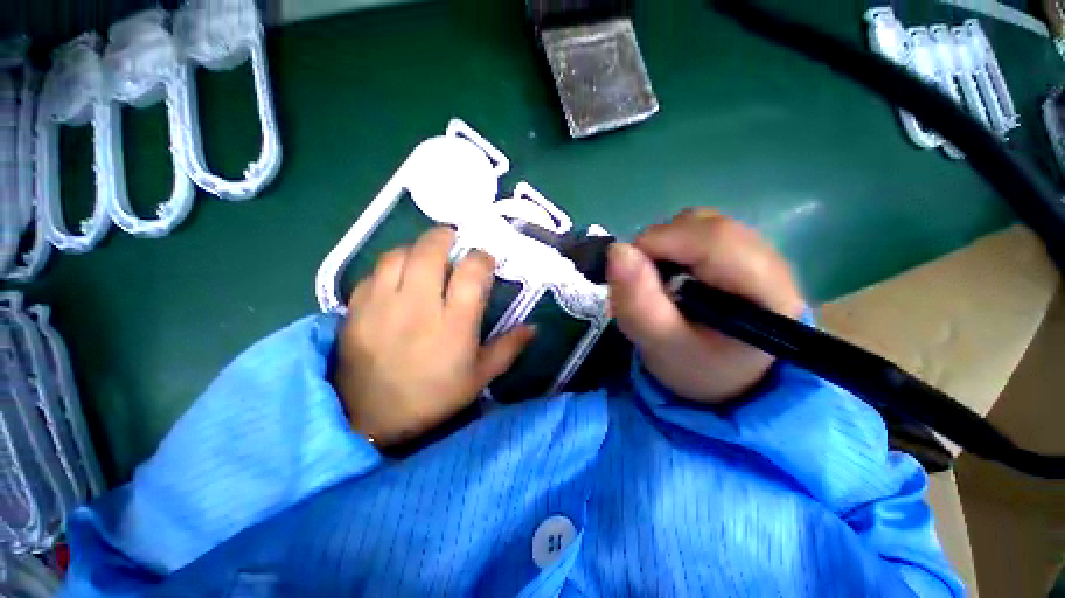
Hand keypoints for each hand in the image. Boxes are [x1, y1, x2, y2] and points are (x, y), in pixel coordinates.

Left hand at [333, 227, 534, 447]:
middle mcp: (418, 307)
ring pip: (399, 255)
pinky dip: (390, 267)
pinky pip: (373, 273)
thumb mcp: (479, 378)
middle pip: (430, 252)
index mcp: (454, 325)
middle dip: (445, 237)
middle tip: (452, 239)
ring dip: (416, 248)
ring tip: (425, 256)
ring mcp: (382, 305)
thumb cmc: (433, 398)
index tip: (484, 260)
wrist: (369, 420)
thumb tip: (534, 327)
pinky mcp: (356, 310)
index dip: (481, 258)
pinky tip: (397, 278)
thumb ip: (508, 348)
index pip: (471, 273)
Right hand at [606, 208, 804, 404]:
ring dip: (664, 246)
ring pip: (699, 223)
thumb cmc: (697, 367)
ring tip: (657, 280)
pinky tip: (671, 273)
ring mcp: (757, 249)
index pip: (713, 240)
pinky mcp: (741, 248)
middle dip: (658, 246)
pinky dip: (672, 246)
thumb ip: (639, 304)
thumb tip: (616, 251)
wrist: (727, 374)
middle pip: (705, 226)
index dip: (660, 243)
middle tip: (641, 281)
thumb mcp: (660, 345)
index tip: (628, 268)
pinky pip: (698, 230)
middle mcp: (770, 259)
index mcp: (765, 291)